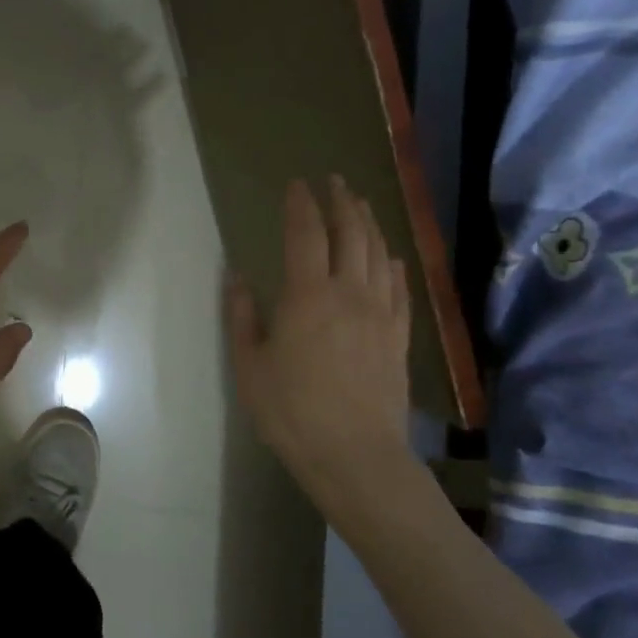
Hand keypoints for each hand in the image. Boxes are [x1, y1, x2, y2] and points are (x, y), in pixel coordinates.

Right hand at [226, 177, 413, 516]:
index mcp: (307, 296)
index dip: (301, 205)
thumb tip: (238, 277)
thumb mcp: (250, 367)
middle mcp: (349, 293)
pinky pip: (399, 288)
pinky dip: (393, 264)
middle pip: (350, 234)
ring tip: (361, 205)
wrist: (356, 456)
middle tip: (334, 182)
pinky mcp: (399, 336)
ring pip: (378, 254)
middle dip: (341, 202)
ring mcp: (380, 313)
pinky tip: (391, 257)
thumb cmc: (292, 412)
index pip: (306, 234)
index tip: (297, 184)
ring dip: (369, 224)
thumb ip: (243, 317)